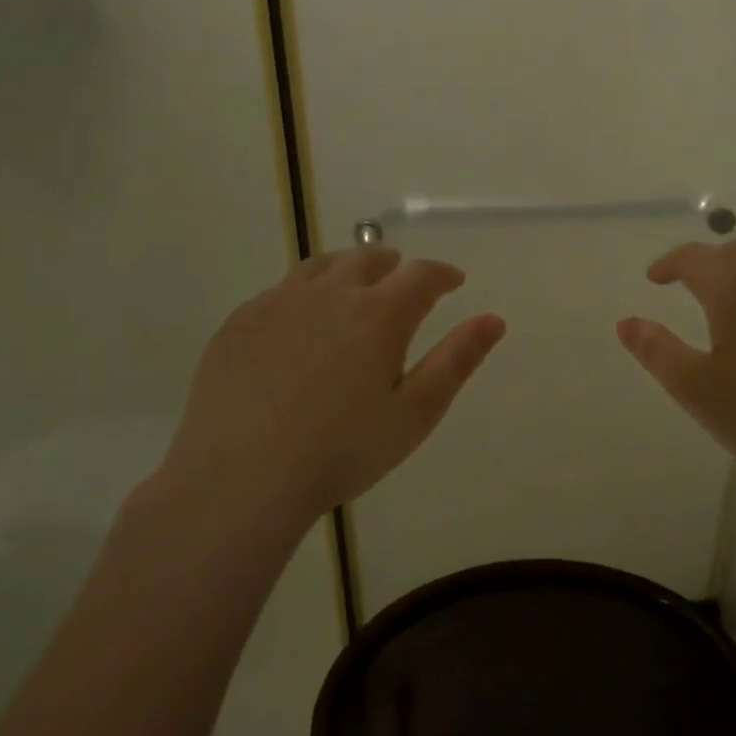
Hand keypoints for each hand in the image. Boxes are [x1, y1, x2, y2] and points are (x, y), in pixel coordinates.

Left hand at [153, 249, 504, 537]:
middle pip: (367, 259)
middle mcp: (329, 294)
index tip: (454, 281)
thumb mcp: (415, 412)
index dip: (443, 274)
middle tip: (404, 279)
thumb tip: (494, 320)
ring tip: (355, 286)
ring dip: (347, 268)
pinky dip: (305, 293)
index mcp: (378, 314)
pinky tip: (302, 321)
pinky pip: (280, 291)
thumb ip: (456, 360)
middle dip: (394, 265)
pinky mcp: (240, 322)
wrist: (242, 476)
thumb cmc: (342, 450)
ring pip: (320, 267)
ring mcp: (278, 303)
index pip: (421, 275)